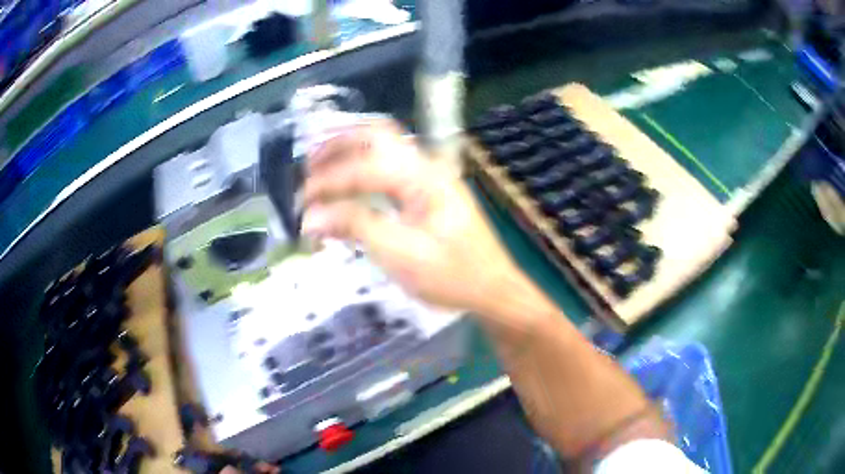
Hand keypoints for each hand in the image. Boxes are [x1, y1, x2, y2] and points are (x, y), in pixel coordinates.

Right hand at [302, 120, 525, 313]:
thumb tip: (311, 217)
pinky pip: (390, 165)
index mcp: (424, 177)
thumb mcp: (402, 256)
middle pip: (376, 135)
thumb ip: (356, 228)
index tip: (301, 203)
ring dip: (349, 151)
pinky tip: (348, 184)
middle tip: (308, 166)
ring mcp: (431, 174)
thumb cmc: (453, 276)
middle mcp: (428, 165)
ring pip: (383, 145)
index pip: (364, 166)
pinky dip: (363, 166)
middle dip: (337, 144)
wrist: (493, 288)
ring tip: (320, 169)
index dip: (328, 182)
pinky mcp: (429, 189)